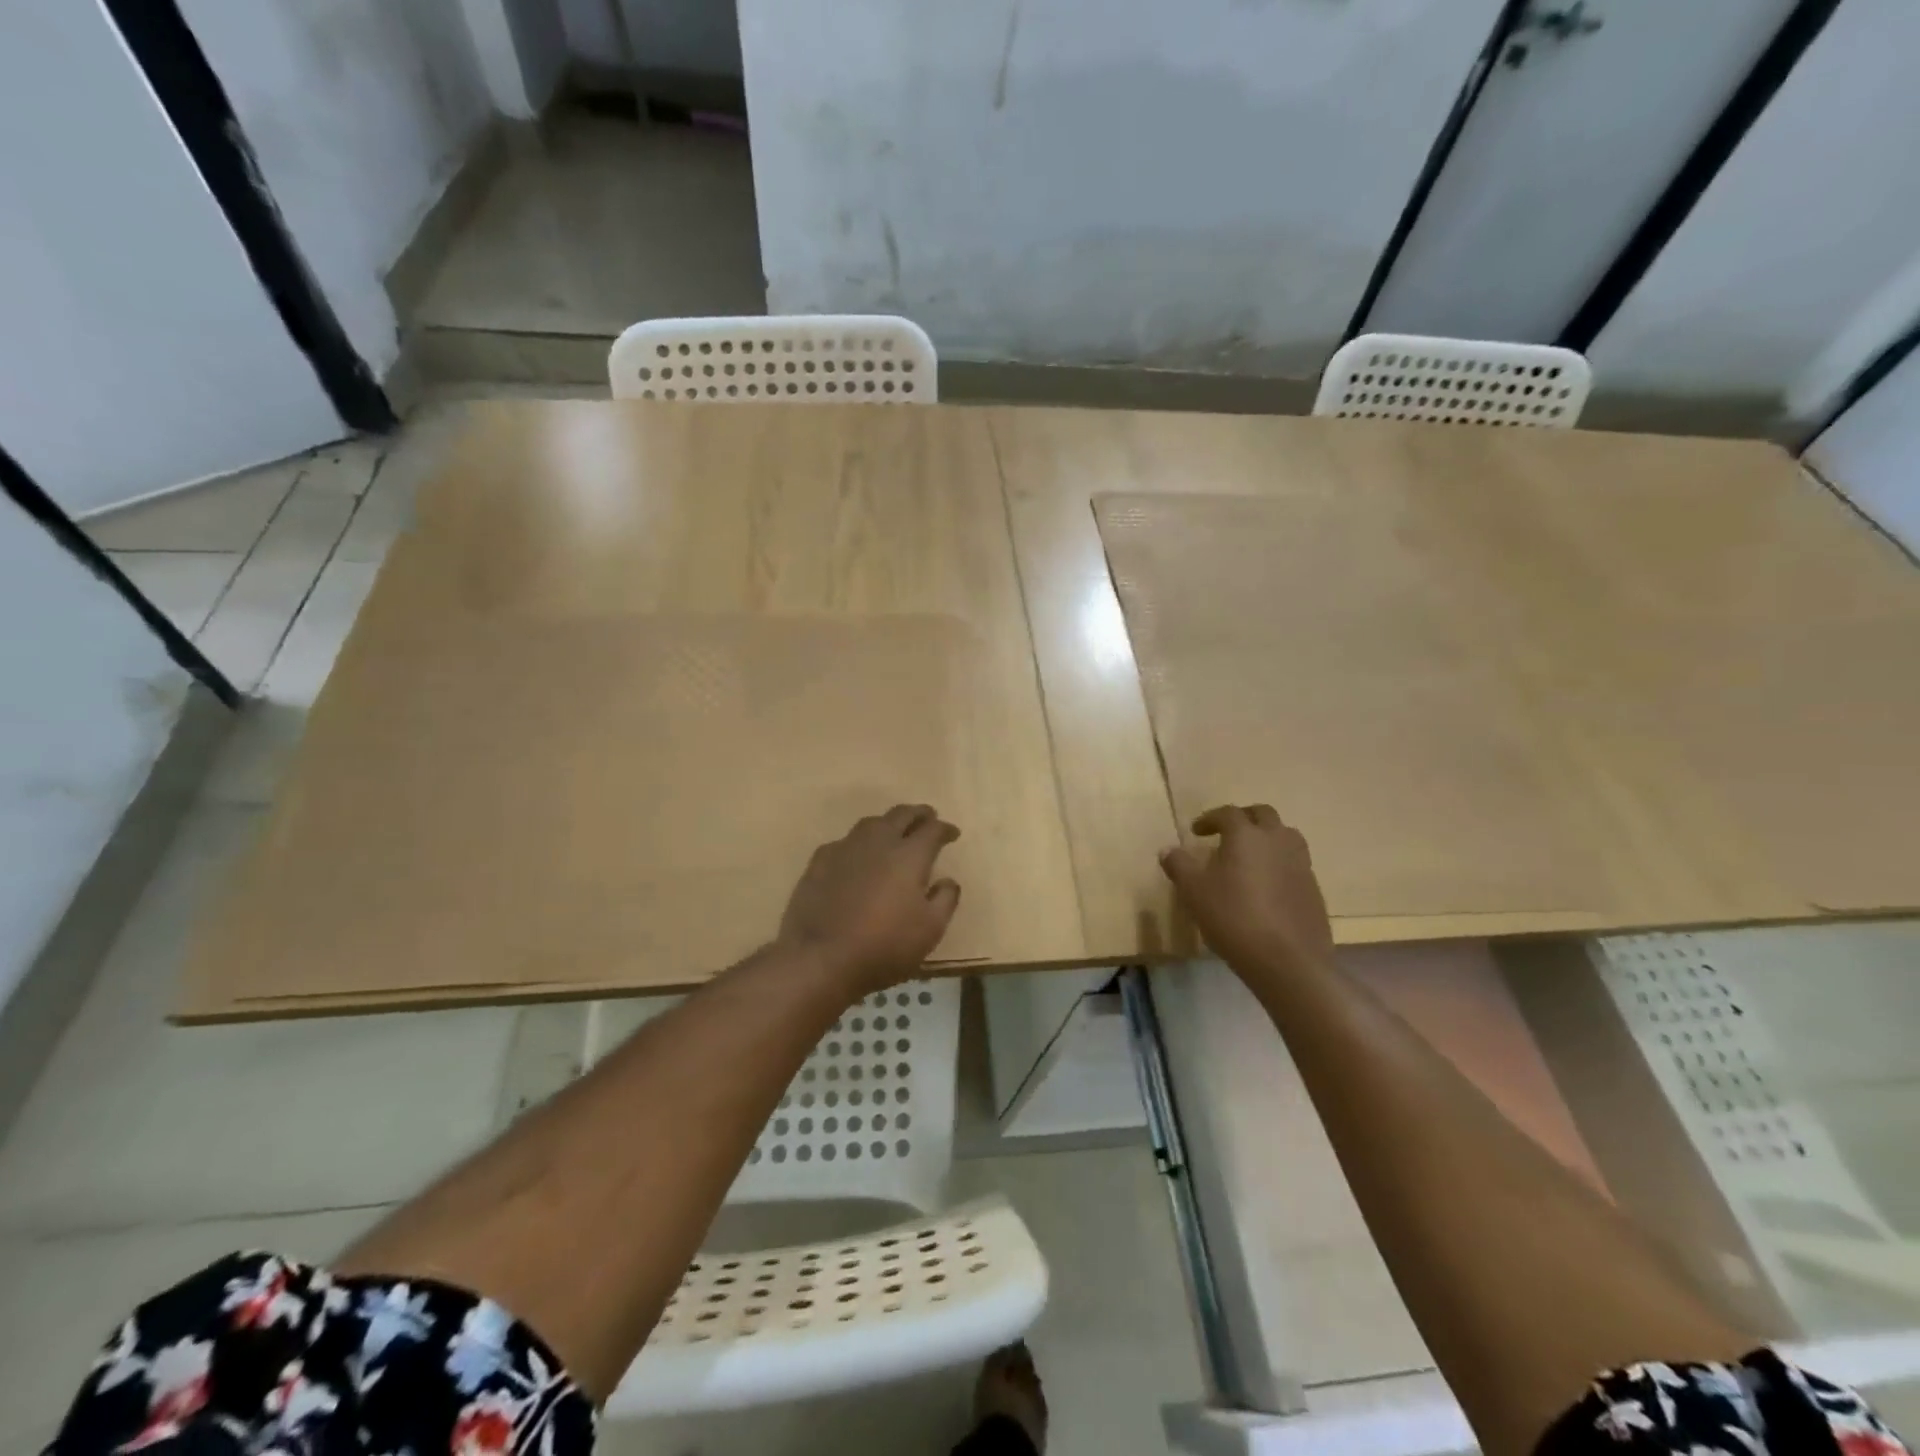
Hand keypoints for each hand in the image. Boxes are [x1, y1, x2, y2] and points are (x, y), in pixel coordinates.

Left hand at [777, 805, 961, 992]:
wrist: (820, 958)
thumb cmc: (884, 946)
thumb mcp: (930, 930)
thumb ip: (945, 899)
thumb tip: (947, 880)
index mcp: (909, 855)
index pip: (932, 830)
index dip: (945, 829)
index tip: (953, 833)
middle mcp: (878, 842)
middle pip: (901, 815)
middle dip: (918, 814)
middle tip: (927, 817)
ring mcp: (845, 848)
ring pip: (871, 823)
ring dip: (888, 823)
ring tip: (894, 832)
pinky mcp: (819, 861)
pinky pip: (845, 842)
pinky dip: (859, 844)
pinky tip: (857, 856)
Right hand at [1159, 805, 1333, 977]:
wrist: (1288, 961)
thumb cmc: (1234, 918)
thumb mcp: (1194, 892)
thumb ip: (1179, 865)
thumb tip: (1168, 850)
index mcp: (1246, 835)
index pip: (1228, 813)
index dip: (1210, 818)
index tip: (1196, 831)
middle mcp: (1277, 841)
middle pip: (1263, 814)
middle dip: (1243, 819)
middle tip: (1226, 835)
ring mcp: (1301, 863)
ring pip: (1285, 836)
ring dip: (1266, 838)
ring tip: (1249, 857)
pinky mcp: (1314, 888)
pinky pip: (1294, 863)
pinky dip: (1279, 864)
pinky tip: (1266, 887)